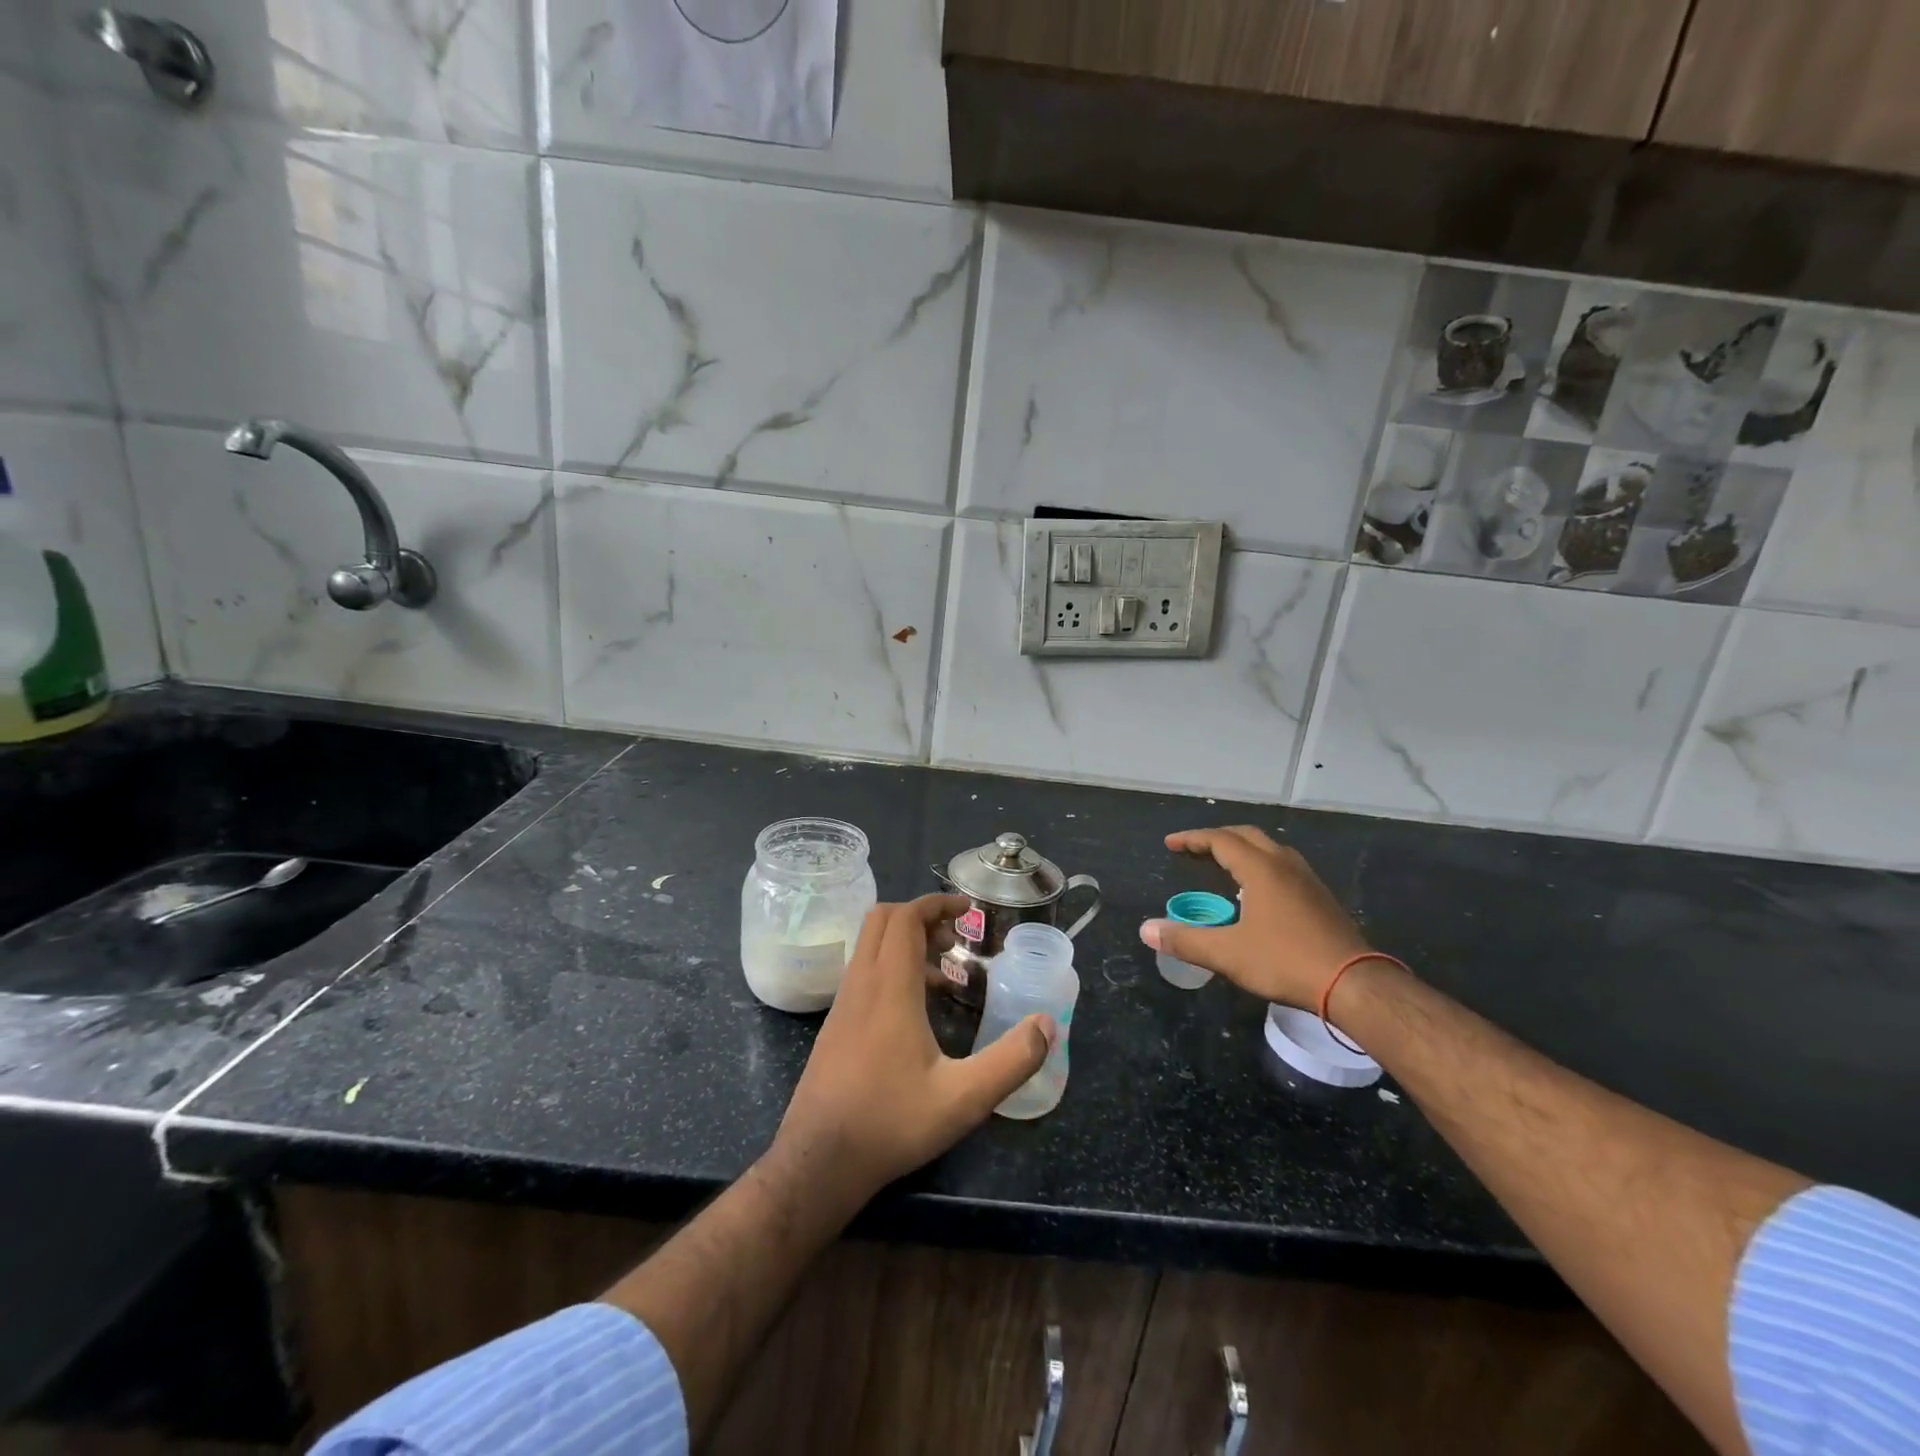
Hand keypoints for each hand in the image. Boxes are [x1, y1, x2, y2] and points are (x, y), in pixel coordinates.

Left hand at [773, 894, 1053, 1205]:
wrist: (818, 1162)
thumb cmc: (891, 1123)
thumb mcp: (964, 1099)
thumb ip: (1010, 1061)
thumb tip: (1047, 1025)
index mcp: (889, 987)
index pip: (905, 917)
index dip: (936, 903)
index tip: (968, 909)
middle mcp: (861, 984)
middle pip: (882, 920)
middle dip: (921, 916)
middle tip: (956, 938)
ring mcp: (843, 1004)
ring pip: (870, 946)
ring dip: (906, 943)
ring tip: (945, 974)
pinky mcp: (835, 1024)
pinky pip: (864, 973)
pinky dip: (891, 968)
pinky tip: (917, 1011)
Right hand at [1139, 827, 1370, 1008]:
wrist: (1353, 984)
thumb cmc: (1285, 961)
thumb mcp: (1227, 954)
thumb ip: (1185, 940)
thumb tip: (1146, 930)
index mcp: (1260, 869)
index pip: (1220, 840)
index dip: (1192, 839)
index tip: (1170, 844)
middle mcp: (1284, 865)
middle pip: (1247, 836)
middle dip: (1217, 838)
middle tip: (1194, 849)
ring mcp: (1307, 880)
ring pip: (1270, 849)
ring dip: (1243, 849)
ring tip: (1224, 864)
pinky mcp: (1321, 898)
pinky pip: (1284, 866)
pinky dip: (1262, 865)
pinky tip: (1258, 891)